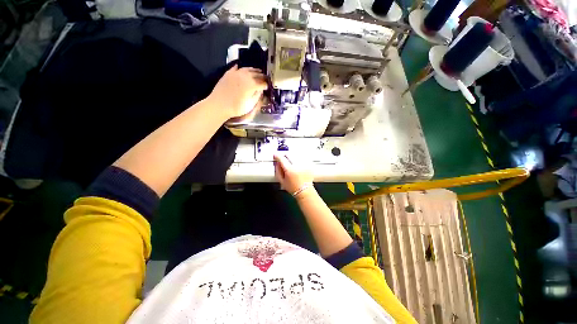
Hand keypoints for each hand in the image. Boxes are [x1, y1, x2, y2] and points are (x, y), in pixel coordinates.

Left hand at [208, 65, 266, 119]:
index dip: (266, 85)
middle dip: (262, 76)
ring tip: (258, 72)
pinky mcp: (229, 73)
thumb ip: (257, 96)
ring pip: (248, 69)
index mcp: (253, 84)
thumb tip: (261, 91)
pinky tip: (243, 69)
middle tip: (265, 79)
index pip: (263, 83)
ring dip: (254, 70)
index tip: (268, 87)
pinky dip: (242, 68)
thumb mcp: (250, 105)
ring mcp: (237, 73)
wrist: (219, 105)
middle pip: (257, 74)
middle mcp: (246, 76)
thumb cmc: (237, 107)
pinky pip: (237, 67)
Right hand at [274, 153, 313, 194]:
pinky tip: (297, 164)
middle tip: (283, 160)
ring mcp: (304, 164)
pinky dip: (298, 159)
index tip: (275, 156)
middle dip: (285, 156)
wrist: (305, 191)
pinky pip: (302, 158)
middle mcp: (297, 165)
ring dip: (292, 157)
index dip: (277, 156)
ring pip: (295, 155)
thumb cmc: (293, 188)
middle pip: (289, 154)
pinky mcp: (309, 165)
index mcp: (290, 170)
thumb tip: (277, 163)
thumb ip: (277, 170)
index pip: (281, 158)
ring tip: (291, 163)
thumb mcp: (281, 181)